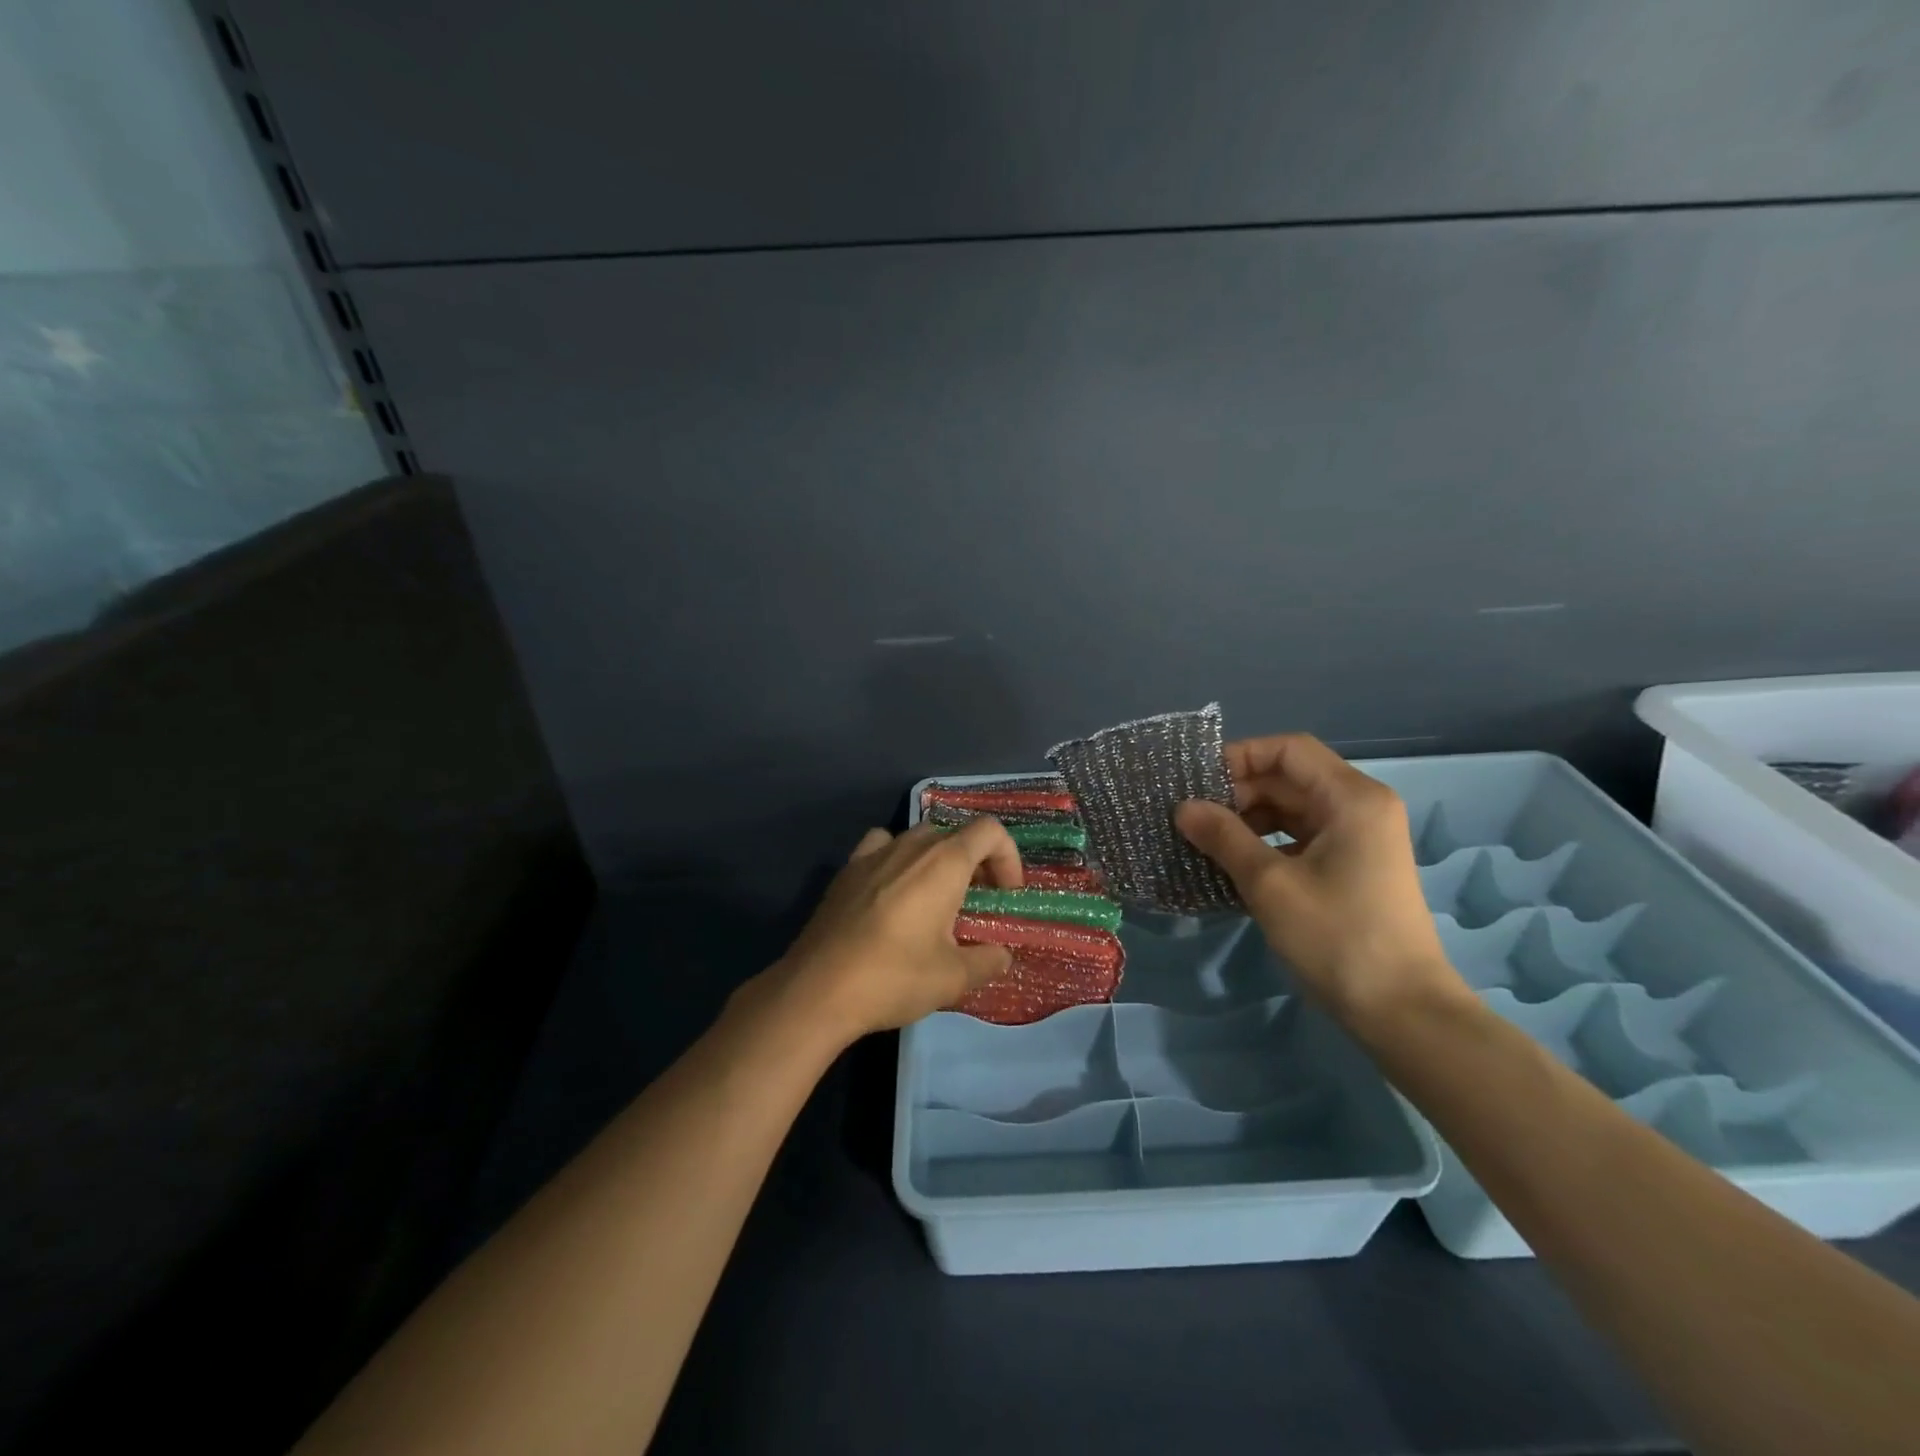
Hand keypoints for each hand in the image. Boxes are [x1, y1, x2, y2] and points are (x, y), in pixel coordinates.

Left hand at [767, 819, 1024, 1044]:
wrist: (817, 989)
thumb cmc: (894, 977)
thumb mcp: (953, 979)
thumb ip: (987, 961)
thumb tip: (1001, 955)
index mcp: (944, 862)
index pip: (990, 831)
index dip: (1008, 857)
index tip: (1005, 895)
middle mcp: (910, 846)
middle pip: (955, 835)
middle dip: (975, 863)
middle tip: (975, 904)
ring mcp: (873, 854)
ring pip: (918, 839)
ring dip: (936, 861)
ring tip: (934, 900)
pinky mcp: (846, 870)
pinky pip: (880, 847)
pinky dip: (896, 859)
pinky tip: (892, 892)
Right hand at [1174, 733, 1469, 1029]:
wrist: (1402, 1011)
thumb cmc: (1337, 937)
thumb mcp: (1269, 884)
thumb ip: (1223, 837)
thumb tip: (1183, 807)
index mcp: (1351, 798)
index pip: (1288, 749)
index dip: (1239, 757)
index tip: (1197, 784)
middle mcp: (1360, 807)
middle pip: (1289, 779)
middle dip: (1238, 793)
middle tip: (1192, 819)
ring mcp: (1359, 838)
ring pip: (1292, 810)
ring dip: (1248, 820)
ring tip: (1205, 843)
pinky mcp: (1353, 866)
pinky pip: (1301, 838)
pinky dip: (1266, 844)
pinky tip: (1233, 866)